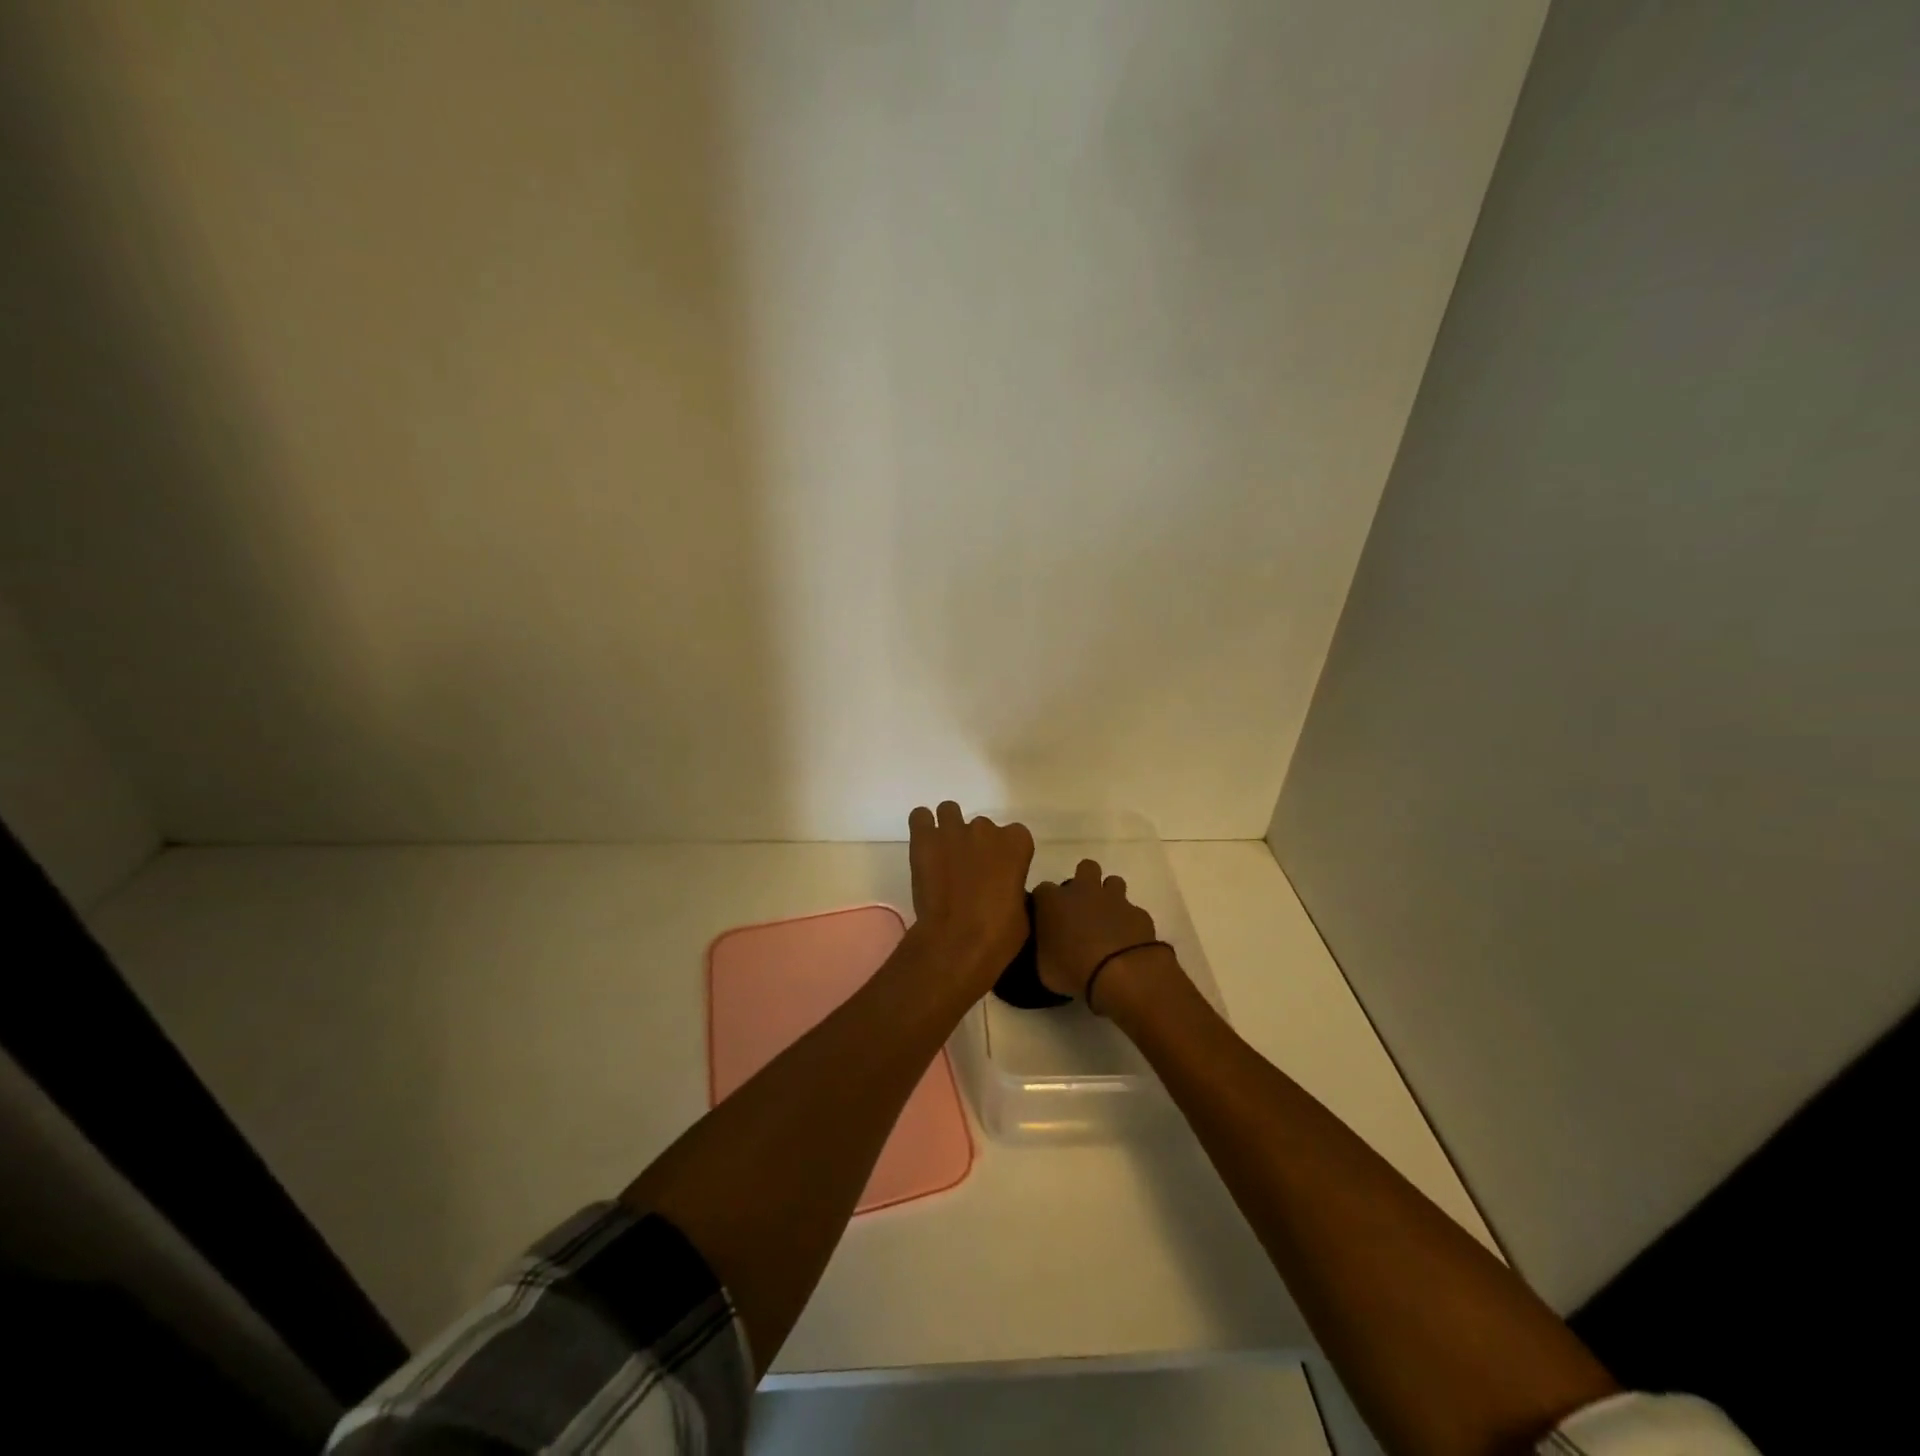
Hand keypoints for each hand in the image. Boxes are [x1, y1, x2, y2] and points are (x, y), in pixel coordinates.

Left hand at [907, 802, 1034, 992]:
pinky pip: (920, 817)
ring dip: (949, 830)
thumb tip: (1004, 886)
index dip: (1006, 854)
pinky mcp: (924, 838)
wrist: (956, 942)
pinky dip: (922, 828)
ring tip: (944, 856)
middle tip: (968, 872)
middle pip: (982, 828)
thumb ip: (1014, 886)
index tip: (999, 873)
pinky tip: (925, 847)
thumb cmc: (998, 934)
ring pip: (950, 813)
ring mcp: (953, 830)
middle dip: (976, 845)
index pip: (1015, 836)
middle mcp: (986, 828)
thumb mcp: (1022, 910)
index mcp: (1017, 842)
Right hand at [1033, 859, 1170, 1007]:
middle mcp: (1084, 891)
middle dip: (1084, 881)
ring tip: (1108, 920)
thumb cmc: (1072, 970)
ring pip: (1114, 882)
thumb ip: (1044, 950)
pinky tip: (1128, 941)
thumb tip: (1049, 948)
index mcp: (1053, 901)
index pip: (1042, 890)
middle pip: (1085, 867)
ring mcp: (1115, 899)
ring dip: (1110, 897)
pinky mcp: (1139, 913)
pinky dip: (1130, 922)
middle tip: (1081, 907)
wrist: (1121, 974)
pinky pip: (1133, 911)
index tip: (1047, 919)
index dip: (1045, 902)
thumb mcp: (1044, 968)